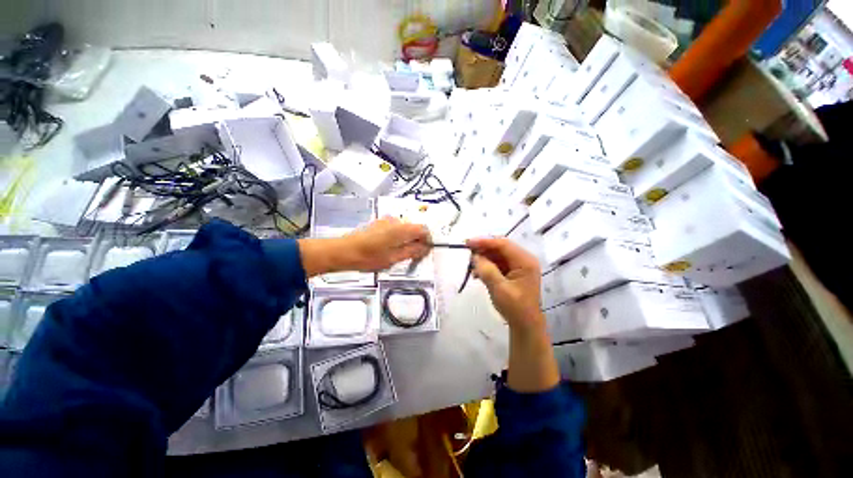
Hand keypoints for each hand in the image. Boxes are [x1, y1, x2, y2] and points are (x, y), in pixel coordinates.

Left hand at [340, 216, 431, 270]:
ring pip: (405, 228)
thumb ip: (412, 252)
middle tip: (413, 255)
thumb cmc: (368, 257)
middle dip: (417, 240)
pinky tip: (390, 247)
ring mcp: (387, 220)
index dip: (427, 241)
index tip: (425, 251)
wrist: (344, 251)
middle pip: (415, 228)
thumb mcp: (394, 258)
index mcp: (402, 229)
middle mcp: (396, 221)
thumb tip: (425, 249)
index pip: (423, 230)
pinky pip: (396, 228)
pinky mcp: (380, 223)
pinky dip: (398, 237)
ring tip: (399, 253)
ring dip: (407, 239)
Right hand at [466, 237, 544, 333]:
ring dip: (483, 258)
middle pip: (500, 248)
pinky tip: (477, 273)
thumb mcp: (499, 288)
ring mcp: (518, 266)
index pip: (503, 244)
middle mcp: (523, 260)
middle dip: (483, 249)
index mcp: (525, 262)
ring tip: (471, 265)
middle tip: (467, 251)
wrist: (525, 325)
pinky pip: (497, 263)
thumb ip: (487, 270)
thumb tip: (475, 256)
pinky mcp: (513, 272)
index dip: (485, 242)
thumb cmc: (515, 307)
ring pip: (497, 255)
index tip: (468, 243)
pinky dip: (486, 265)